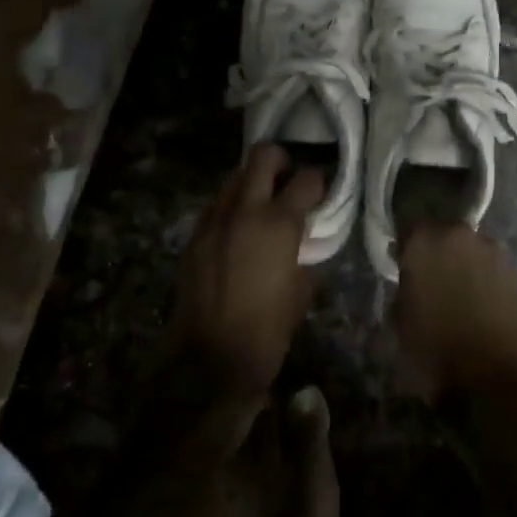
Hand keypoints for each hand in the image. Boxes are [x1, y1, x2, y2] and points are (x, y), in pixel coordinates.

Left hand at [171, 143, 322, 400]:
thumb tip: (305, 240)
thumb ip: (305, 254)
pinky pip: (216, 206)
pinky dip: (231, 207)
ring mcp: (214, 220)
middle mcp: (245, 211)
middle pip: (262, 156)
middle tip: (289, 179)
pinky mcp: (194, 237)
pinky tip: (239, 230)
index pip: (306, 178)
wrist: (209, 361)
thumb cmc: (267, 331)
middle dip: (281, 160)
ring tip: (263, 204)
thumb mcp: (301, 291)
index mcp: (278, 223)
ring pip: (234, 177)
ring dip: (252, 182)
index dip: (319, 182)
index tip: (322, 192)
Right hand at [392, 223, 516, 402]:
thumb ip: (405, 285)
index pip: (411, 227)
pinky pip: (497, 271)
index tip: (404, 263)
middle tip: (435, 280)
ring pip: (475, 251)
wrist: (490, 384)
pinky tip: (486, 309)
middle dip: (440, 253)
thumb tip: (412, 275)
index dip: (407, 246)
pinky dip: (489, 283)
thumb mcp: (400, 318)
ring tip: (463, 297)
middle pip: (447, 235)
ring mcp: (497, 254)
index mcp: (428, 241)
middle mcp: (464, 236)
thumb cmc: (433, 351)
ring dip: (467, 266)